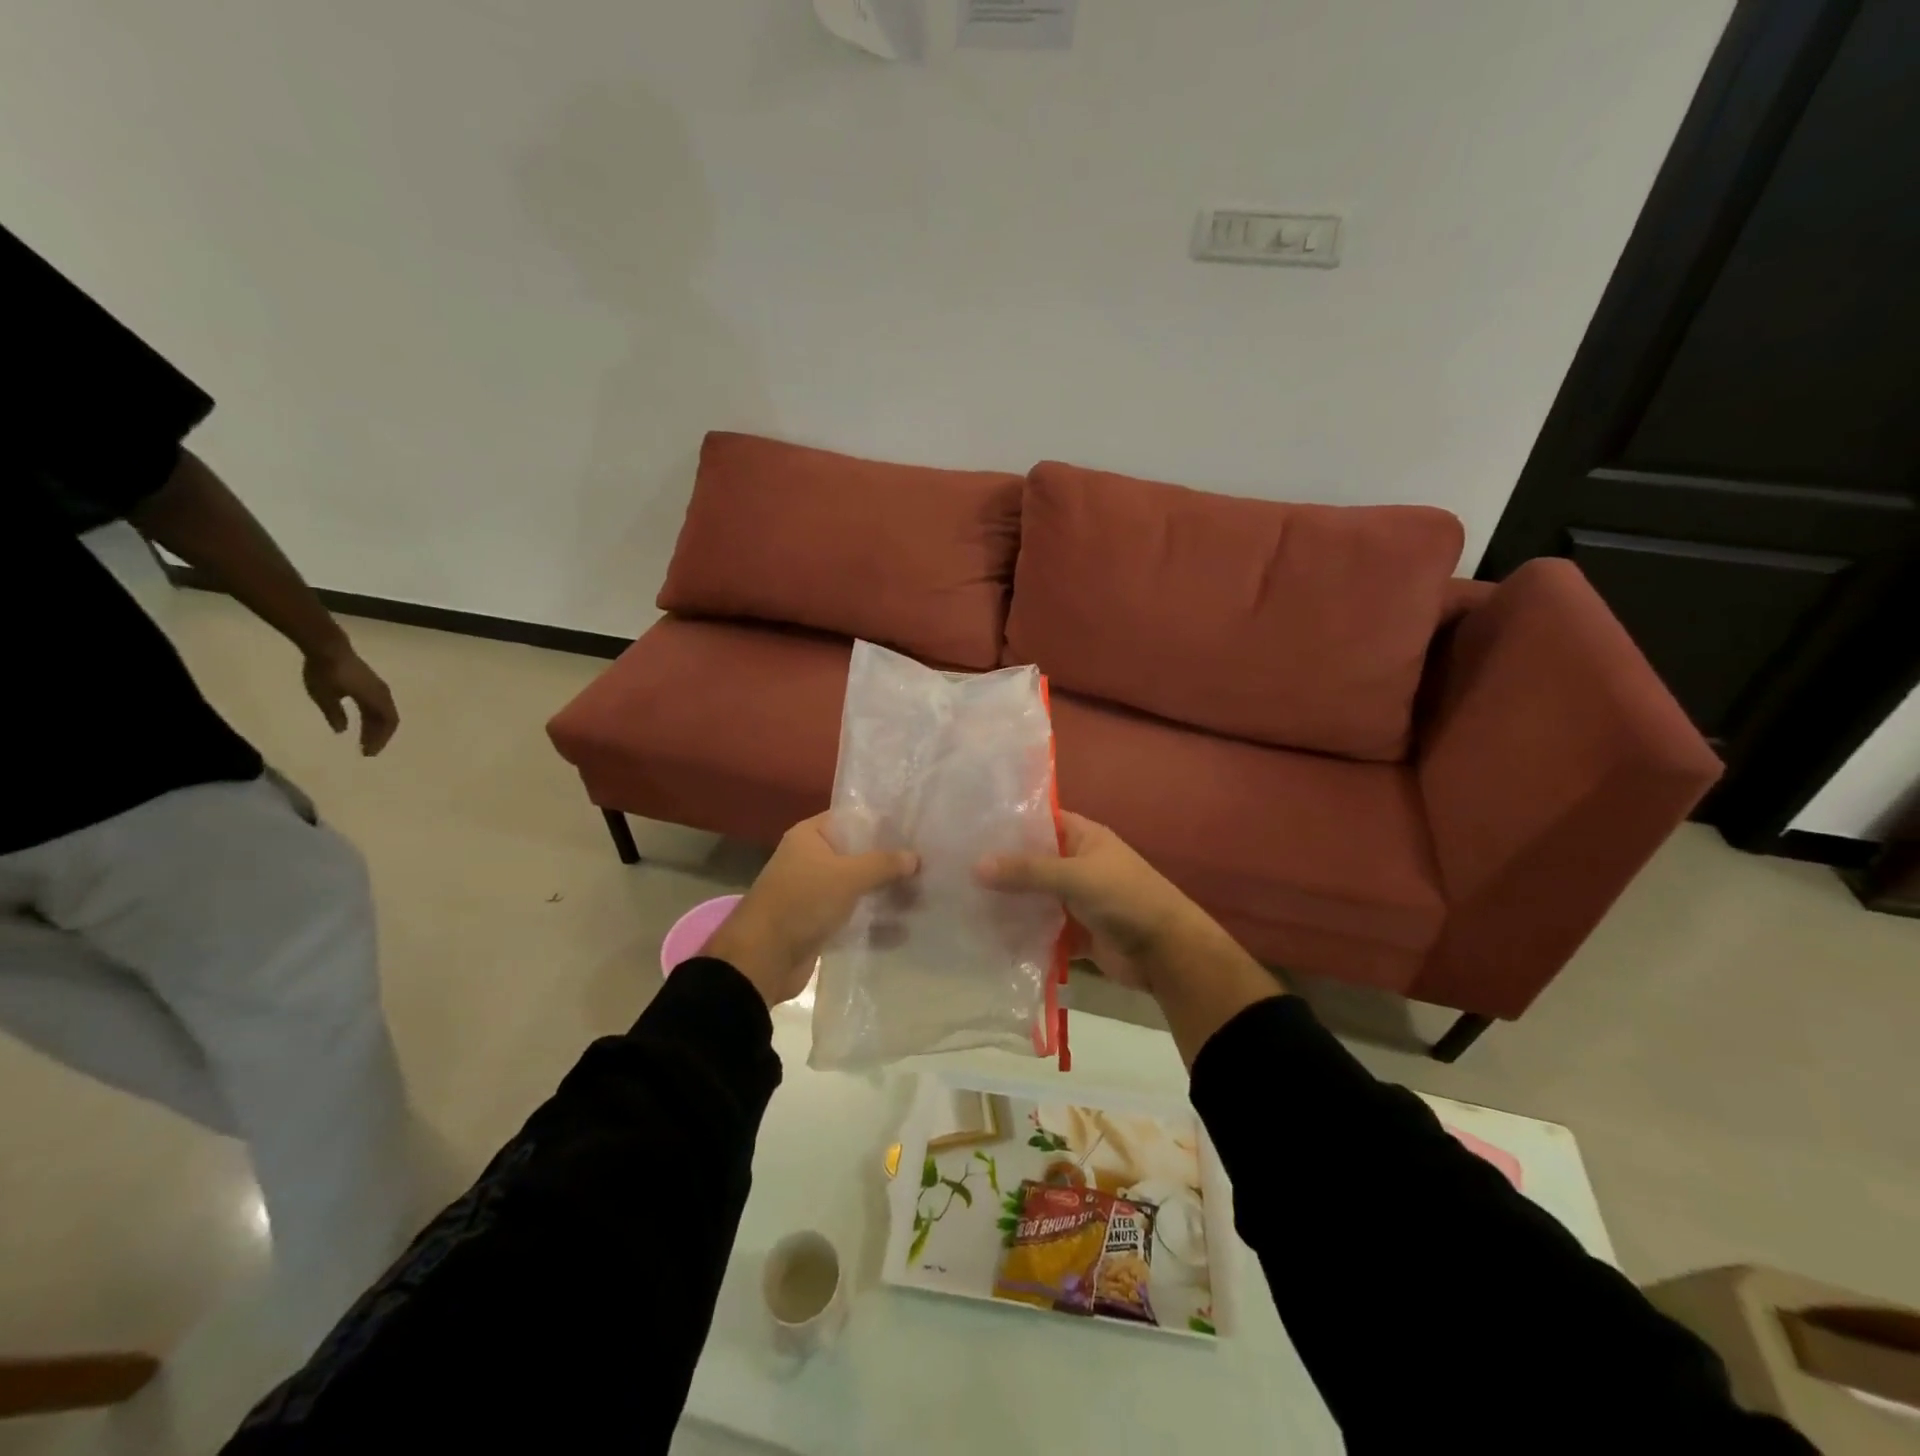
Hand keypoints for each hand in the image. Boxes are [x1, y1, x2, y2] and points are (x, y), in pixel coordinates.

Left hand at [303, 646, 399, 755]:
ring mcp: (378, 687)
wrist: (327, 647)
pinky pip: (379, 704)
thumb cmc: (325, 673)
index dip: (379, 739)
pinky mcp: (371, 683)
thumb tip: (342, 730)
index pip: (385, 723)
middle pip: (388, 719)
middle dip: (379, 736)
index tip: (367, 753)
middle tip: (367, 750)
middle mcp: (382, 694)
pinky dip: (374, 717)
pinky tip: (362, 720)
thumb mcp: (324, 696)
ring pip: (384, 712)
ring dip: (377, 727)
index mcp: (375, 699)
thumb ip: (334, 714)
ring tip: (365, 737)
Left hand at [706, 814, 919, 1006]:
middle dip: (890, 862)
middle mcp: (811, 859)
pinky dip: (874, 921)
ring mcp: (815, 893)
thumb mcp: (848, 876)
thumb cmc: (803, 902)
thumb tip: (915, 857)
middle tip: (928, 865)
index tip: (915, 830)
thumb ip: (883, 864)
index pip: (852, 819)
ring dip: (886, 893)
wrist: (762, 959)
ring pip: (858, 887)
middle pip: (858, 854)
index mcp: (810, 836)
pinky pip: (853, 915)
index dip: (882, 823)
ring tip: (924, 897)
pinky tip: (905, 928)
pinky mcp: (819, 923)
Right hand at [977, 813, 1212, 990]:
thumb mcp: (1076, 876)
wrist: (1168, 953)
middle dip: (1001, 868)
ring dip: (1008, 902)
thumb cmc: (1126, 899)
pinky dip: (1022, 933)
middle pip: (1032, 862)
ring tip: (962, 902)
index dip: (1008, 824)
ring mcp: (1076, 900)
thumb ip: (1027, 871)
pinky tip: (987, 935)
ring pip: (1034, 897)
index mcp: (1084, 838)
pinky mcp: (1075, 932)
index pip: (1039, 822)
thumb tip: (975, 866)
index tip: (968, 828)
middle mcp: (1078, 864)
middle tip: (954, 868)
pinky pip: (1041, 928)